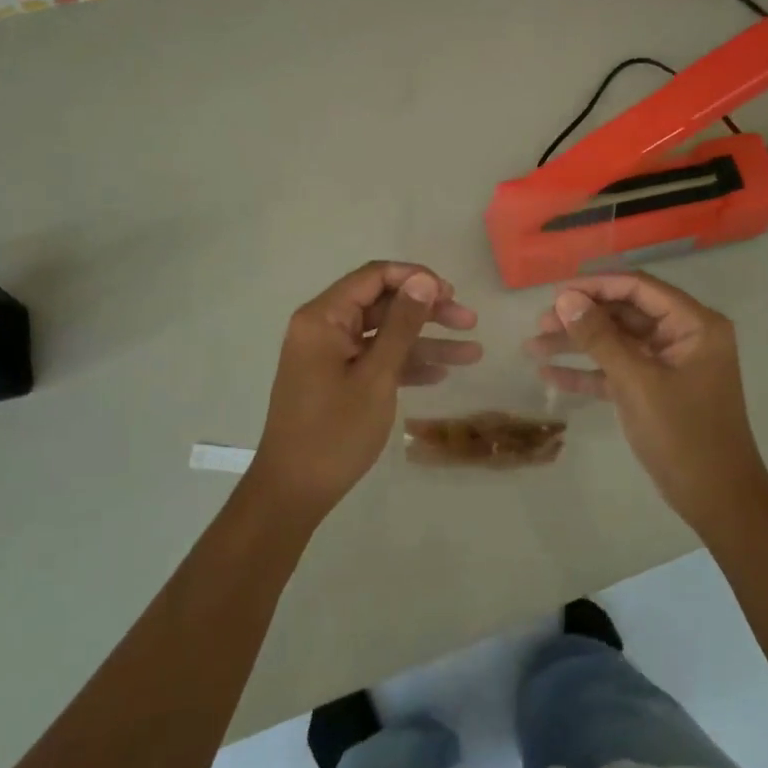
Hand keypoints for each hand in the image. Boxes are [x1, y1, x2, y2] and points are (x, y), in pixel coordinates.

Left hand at [252, 261, 479, 517]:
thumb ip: (402, 325)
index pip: (374, 276)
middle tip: (470, 321)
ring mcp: (329, 355)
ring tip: (472, 353)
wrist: (294, 491)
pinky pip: (375, 359)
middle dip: (428, 312)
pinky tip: (441, 374)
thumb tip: (424, 279)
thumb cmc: (335, 431)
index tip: (451, 294)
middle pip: (383, 304)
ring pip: (384, 335)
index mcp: (323, 318)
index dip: (416, 278)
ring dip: (425, 342)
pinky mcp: (336, 379)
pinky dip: (405, 364)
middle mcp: (323, 328)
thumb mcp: (376, 376)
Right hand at [527, 273, 767, 534]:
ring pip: (617, 343)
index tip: (556, 293)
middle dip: (582, 318)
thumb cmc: (684, 435)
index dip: (596, 286)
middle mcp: (684, 336)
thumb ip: (600, 338)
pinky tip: (551, 375)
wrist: (717, 500)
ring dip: (578, 344)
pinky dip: (588, 373)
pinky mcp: (656, 390)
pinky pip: (618, 371)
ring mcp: (669, 365)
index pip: (639, 288)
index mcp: (694, 325)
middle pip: (625, 314)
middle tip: (540, 323)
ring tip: (533, 346)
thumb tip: (565, 298)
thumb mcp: (637, 382)